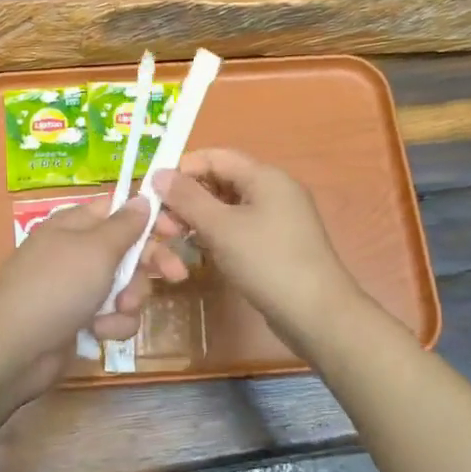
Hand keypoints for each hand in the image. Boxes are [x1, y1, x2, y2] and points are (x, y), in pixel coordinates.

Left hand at [0, 196, 158, 408]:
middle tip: (176, 275)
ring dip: (128, 301)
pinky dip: (111, 324)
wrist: (15, 348)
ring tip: (115, 312)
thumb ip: (125, 225)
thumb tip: (142, 198)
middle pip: (128, 250)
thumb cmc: (57, 286)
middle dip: (149, 266)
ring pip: (125, 287)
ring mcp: (77, 287)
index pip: (119, 210)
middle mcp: (76, 252)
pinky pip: (112, 315)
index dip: (150, 219)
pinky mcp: (79, 320)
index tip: (178, 231)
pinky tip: (99, 332)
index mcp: (75, 224)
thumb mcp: (96, 249)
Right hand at [151, 149, 360, 341]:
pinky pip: (239, 228)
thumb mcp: (221, 228)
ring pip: (227, 207)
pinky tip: (198, 252)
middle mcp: (273, 191)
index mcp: (265, 176)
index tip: (153, 192)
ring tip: (175, 242)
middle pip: (220, 181)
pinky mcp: (276, 244)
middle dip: (187, 199)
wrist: (316, 314)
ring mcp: (277, 219)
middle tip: (163, 227)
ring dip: (198, 219)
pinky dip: (216, 235)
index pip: (215, 157)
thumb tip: (159, 173)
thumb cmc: (267, 262)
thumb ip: (188, 198)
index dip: (183, 169)